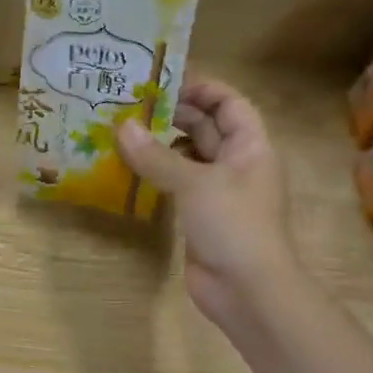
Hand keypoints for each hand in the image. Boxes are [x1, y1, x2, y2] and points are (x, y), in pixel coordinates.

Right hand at [116, 80, 296, 330]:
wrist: (248, 290)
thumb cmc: (234, 226)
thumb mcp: (195, 184)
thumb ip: (157, 156)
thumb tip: (121, 128)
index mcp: (250, 147)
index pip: (229, 103)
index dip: (201, 88)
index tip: (162, 81)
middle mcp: (236, 164)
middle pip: (206, 127)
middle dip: (173, 114)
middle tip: (130, 104)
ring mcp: (218, 192)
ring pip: (188, 157)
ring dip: (160, 144)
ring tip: (122, 131)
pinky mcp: (200, 216)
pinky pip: (176, 184)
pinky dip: (155, 174)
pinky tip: (127, 168)